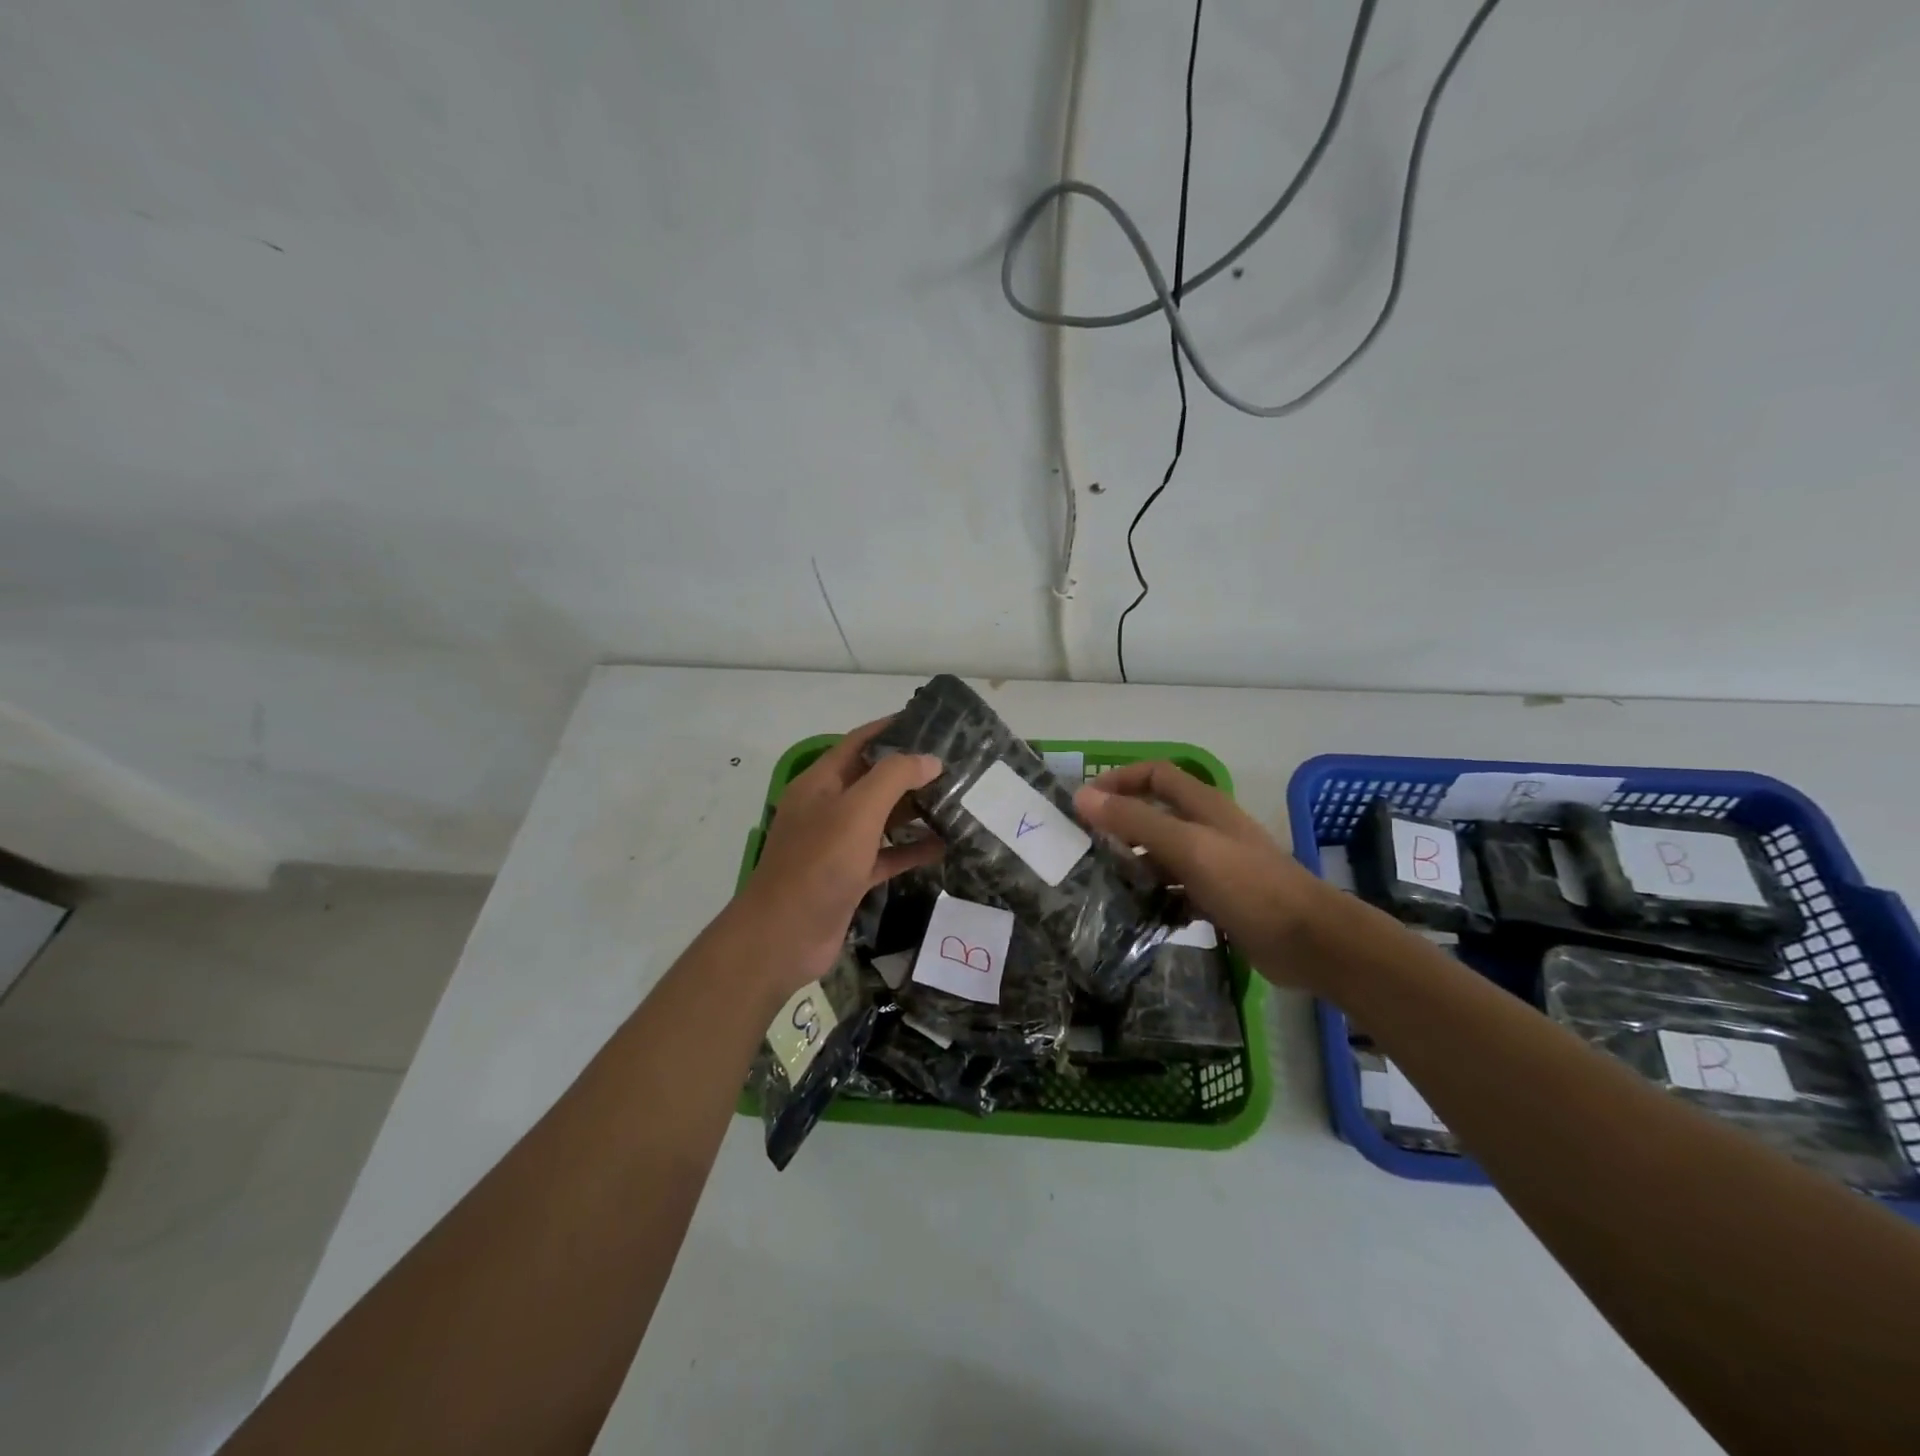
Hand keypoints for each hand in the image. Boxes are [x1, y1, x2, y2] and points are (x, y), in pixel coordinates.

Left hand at [733, 718, 942, 993]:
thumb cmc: (818, 864)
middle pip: (874, 779)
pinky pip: (887, 854)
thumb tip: (929, 760)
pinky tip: (945, 845)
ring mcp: (839, 844)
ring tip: (959, 799)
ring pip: (883, 818)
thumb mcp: (857, 811)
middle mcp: (829, 807)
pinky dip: (912, 849)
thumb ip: (894, 778)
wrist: (784, 936)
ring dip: (916, 810)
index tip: (932, 723)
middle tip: (957, 764)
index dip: (892, 729)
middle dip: (911, 770)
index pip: (860, 742)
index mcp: (821, 782)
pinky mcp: (851, 876)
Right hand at [1074, 761, 1330, 988]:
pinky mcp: (1218, 898)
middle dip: (1120, 825)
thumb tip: (1083, 796)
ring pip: (1162, 855)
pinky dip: (1154, 898)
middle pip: (1155, 814)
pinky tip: (1135, 914)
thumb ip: (1136, 820)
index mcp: (1203, 805)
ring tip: (1100, 884)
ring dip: (1134, 864)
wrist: (1310, 941)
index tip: (1085, 803)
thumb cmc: (1249, 885)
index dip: (1119, 780)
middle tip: (1085, 848)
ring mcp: (1214, 865)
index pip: (1154, 774)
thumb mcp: (1188, 847)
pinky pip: (1175, 891)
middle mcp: (1207, 828)